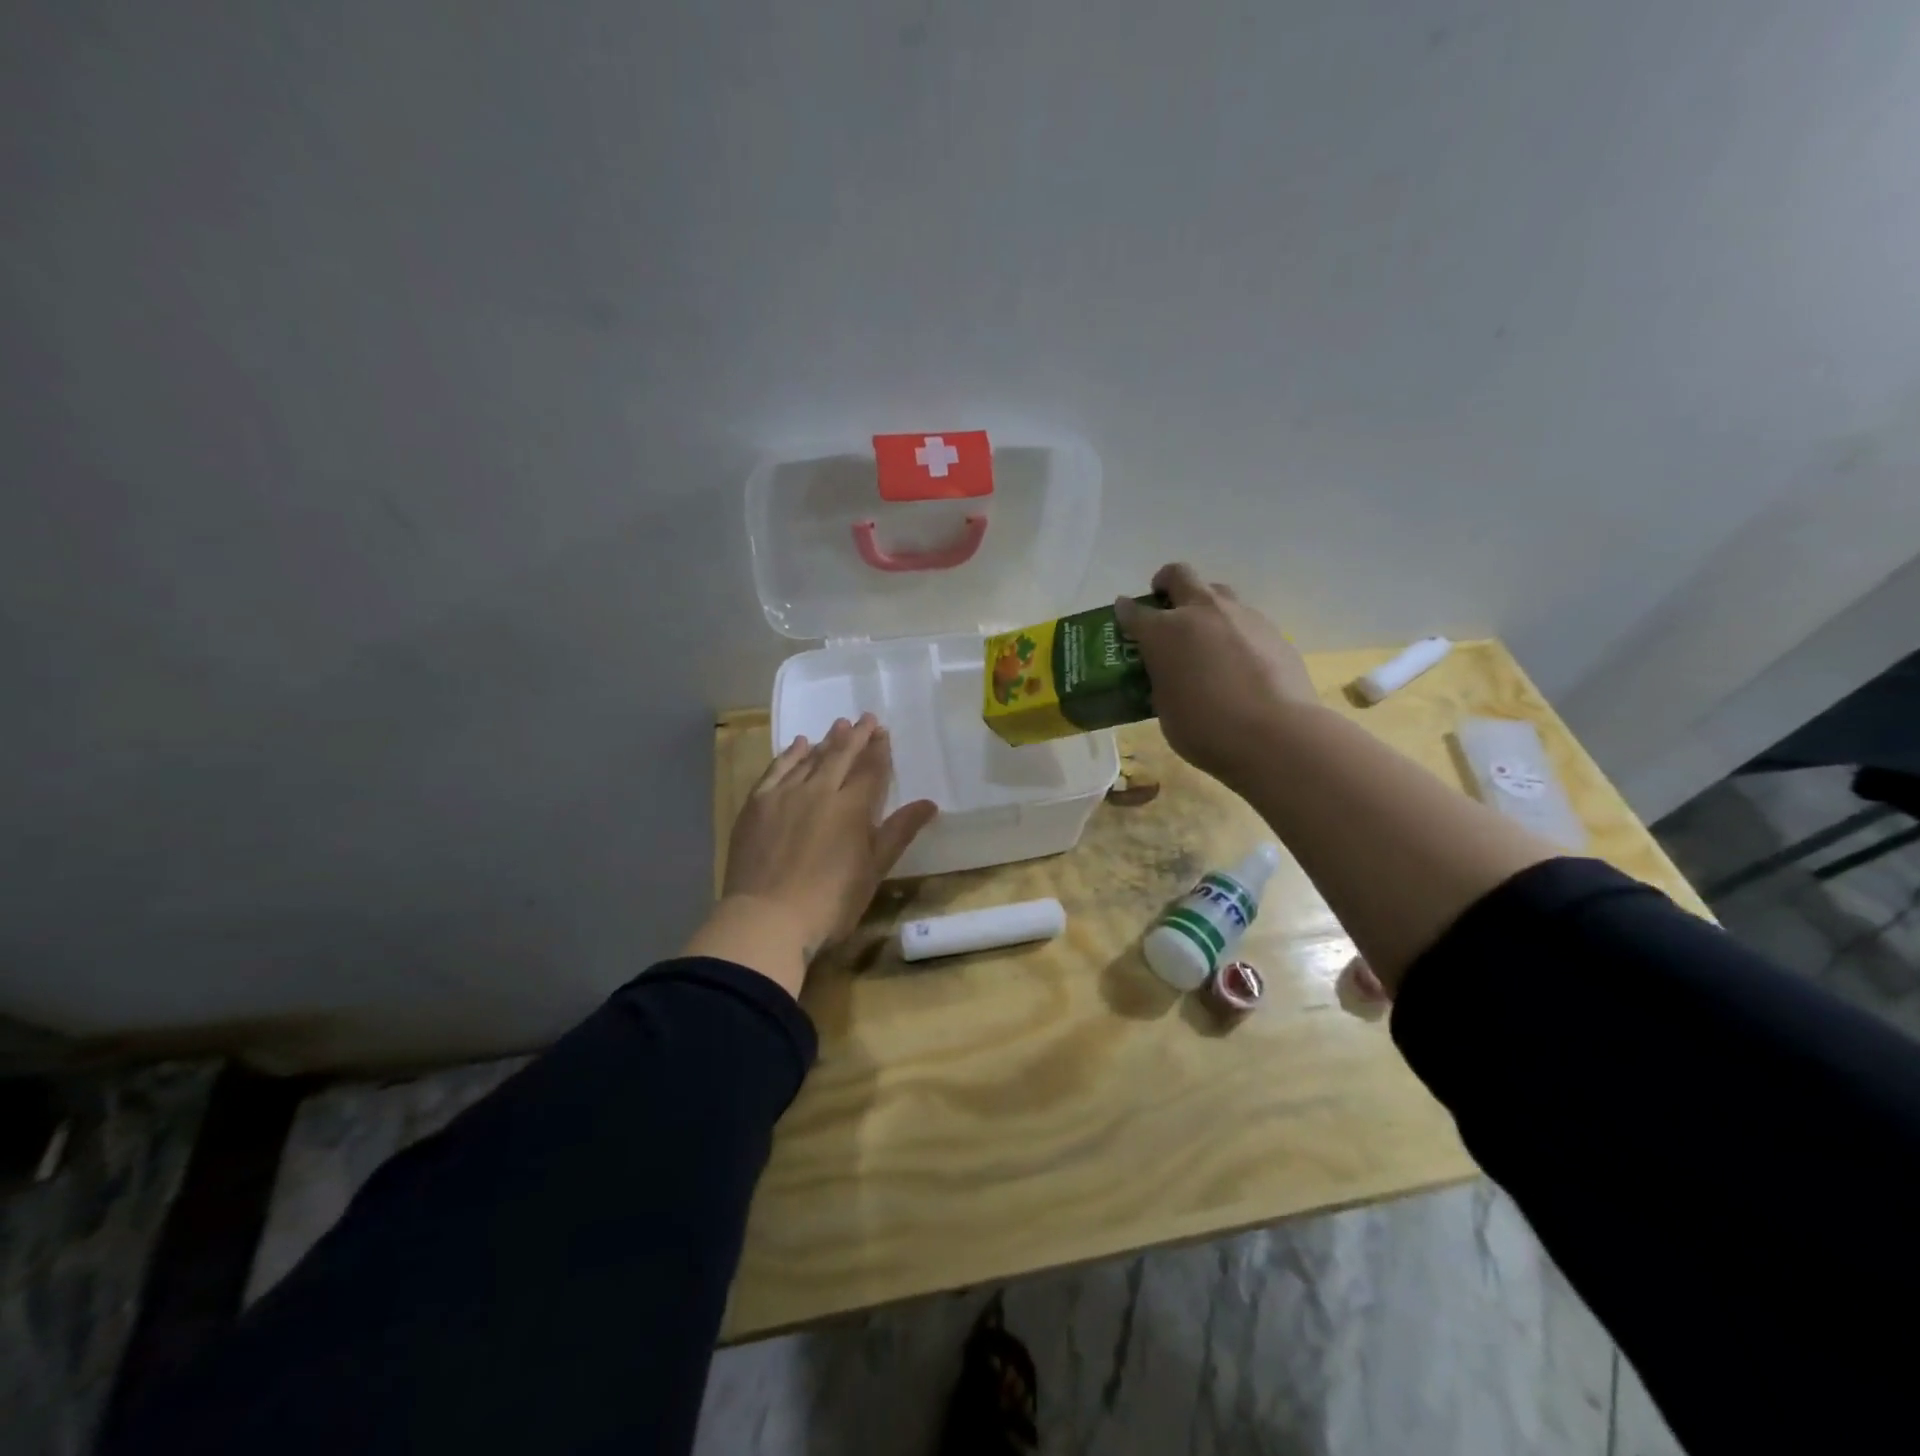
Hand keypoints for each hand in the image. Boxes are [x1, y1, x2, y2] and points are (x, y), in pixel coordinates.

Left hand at [689, 714, 936, 996]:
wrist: (767, 918)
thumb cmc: (830, 902)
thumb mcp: (873, 870)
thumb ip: (898, 832)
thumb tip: (929, 803)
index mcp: (852, 807)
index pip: (871, 770)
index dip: (879, 750)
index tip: (883, 731)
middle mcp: (819, 791)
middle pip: (841, 756)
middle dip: (856, 736)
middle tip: (865, 718)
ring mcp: (784, 795)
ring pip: (809, 759)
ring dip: (826, 741)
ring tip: (838, 726)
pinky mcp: (757, 804)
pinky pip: (776, 770)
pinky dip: (789, 755)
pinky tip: (797, 745)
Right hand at [1115, 563, 1319, 784]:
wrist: (1274, 734)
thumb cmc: (1205, 728)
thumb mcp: (1165, 708)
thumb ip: (1162, 680)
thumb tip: (1170, 672)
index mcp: (1164, 632)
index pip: (1134, 611)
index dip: (1125, 611)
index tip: (1123, 613)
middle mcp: (1201, 612)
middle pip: (1179, 576)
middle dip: (1166, 582)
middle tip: (1163, 602)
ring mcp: (1241, 616)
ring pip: (1217, 592)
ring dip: (1204, 605)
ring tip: (1204, 634)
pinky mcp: (1272, 630)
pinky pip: (1245, 619)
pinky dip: (1233, 631)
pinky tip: (1237, 660)